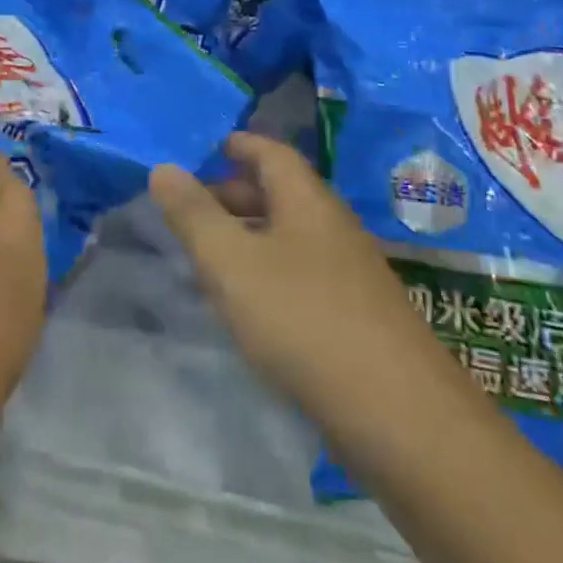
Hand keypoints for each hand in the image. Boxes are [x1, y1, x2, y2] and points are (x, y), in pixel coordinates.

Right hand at [149, 133, 464, 447]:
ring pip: (291, 236)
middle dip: (235, 194)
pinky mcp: (358, 317)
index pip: (272, 153)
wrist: (400, 416)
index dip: (240, 146)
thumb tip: (163, 167)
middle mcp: (333, 227)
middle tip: (193, 209)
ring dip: (250, 237)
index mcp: (307, 201)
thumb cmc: (304, 320)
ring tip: (211, 256)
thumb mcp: (232, 264)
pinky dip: (269, 272)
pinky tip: (251, 305)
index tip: (210, 148)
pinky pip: (303, 274)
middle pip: (281, 194)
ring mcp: (351, 273)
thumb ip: (194, 215)